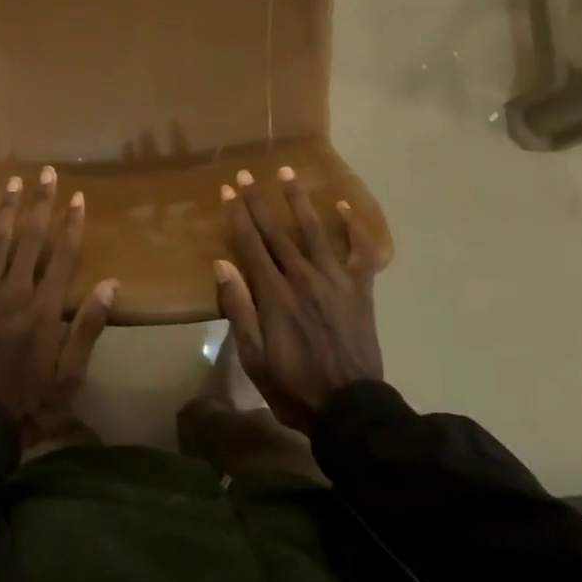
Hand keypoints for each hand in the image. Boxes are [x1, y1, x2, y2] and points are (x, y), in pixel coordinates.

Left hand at [0, 168, 116, 444]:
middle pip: (29, 240)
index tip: (78, 197)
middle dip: (40, 204)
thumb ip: (87, 328)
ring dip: (4, 211)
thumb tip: (110, 285)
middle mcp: (13, 294)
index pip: (61, 256)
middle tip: (46, 173)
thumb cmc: (30, 401)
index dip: (71, 224)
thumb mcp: (70, 376)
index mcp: (43, 309)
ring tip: (12, 182)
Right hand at [213, 166, 384, 433]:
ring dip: (299, 199)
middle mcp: (302, 276)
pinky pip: (359, 252)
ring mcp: (334, 279)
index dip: (237, 215)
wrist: (350, 409)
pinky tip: (344, 205)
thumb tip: (222, 264)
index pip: (250, 244)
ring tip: (288, 172)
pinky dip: (354, 227)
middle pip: (277, 230)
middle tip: (246, 174)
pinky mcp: (360, 289)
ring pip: (314, 230)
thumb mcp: (254, 357)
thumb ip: (239, 308)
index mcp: (274, 293)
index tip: (226, 190)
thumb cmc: (294, 385)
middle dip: (259, 200)